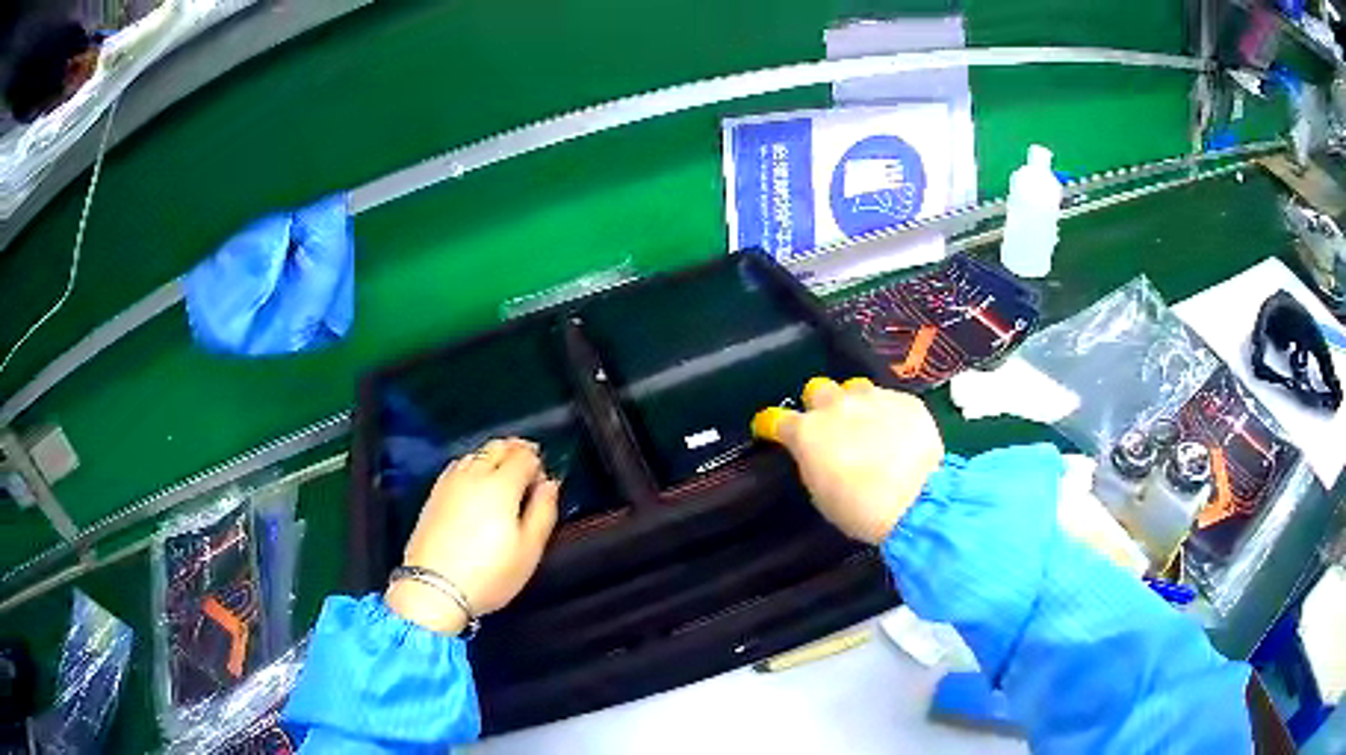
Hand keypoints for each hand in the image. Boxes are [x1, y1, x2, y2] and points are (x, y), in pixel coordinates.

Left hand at [385, 438, 559, 634]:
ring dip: (493, 458)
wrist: (435, 588)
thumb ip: (544, 511)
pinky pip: (457, 467)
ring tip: (503, 478)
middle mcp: (474, 476)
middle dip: (516, 451)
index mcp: (501, 485)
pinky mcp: (434, 495)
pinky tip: (475, 486)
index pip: (524, 456)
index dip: (538, 464)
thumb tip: (550, 487)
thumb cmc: (486, 575)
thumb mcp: (529, 550)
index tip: (543, 482)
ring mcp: (450, 483)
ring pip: (476, 454)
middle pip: (498, 447)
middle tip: (527, 468)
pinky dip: (471, 468)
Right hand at [752, 377, 943, 543]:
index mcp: (806, 432)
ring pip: (855, 388)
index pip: (774, 418)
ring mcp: (873, 398)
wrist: (916, 502)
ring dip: (855, 404)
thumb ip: (812, 462)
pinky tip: (898, 434)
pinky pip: (889, 399)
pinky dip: (888, 414)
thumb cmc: (859, 510)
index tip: (771, 430)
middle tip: (830, 427)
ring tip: (867, 426)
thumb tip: (817, 453)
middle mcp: (836, 406)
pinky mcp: (906, 401)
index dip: (771, 425)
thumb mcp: (820, 493)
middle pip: (817, 389)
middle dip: (819, 405)